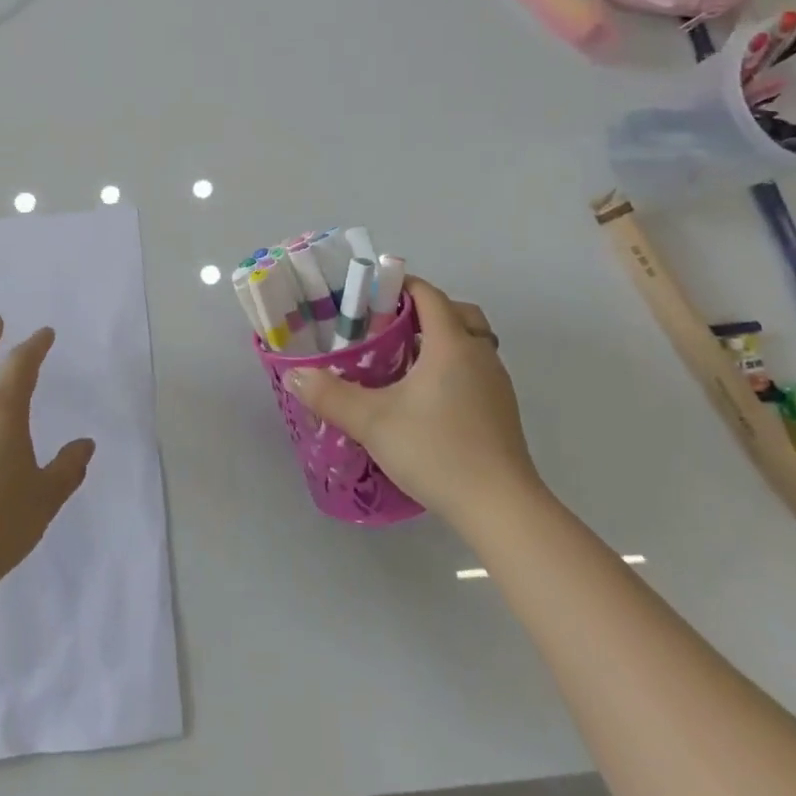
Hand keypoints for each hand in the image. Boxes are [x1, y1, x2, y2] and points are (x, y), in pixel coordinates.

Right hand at [287, 276, 538, 522]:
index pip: (429, 295)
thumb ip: (330, 395)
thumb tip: (294, 374)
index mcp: (451, 345)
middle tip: (388, 327)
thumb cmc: (437, 451)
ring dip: (439, 341)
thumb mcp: (372, 422)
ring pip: (470, 344)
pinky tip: (424, 398)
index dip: (400, 286)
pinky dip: (451, 368)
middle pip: (458, 313)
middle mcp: (480, 355)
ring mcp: (496, 384)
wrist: (501, 508)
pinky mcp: (501, 412)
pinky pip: (475, 371)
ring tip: (400, 362)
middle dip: (424, 311)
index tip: (369, 294)